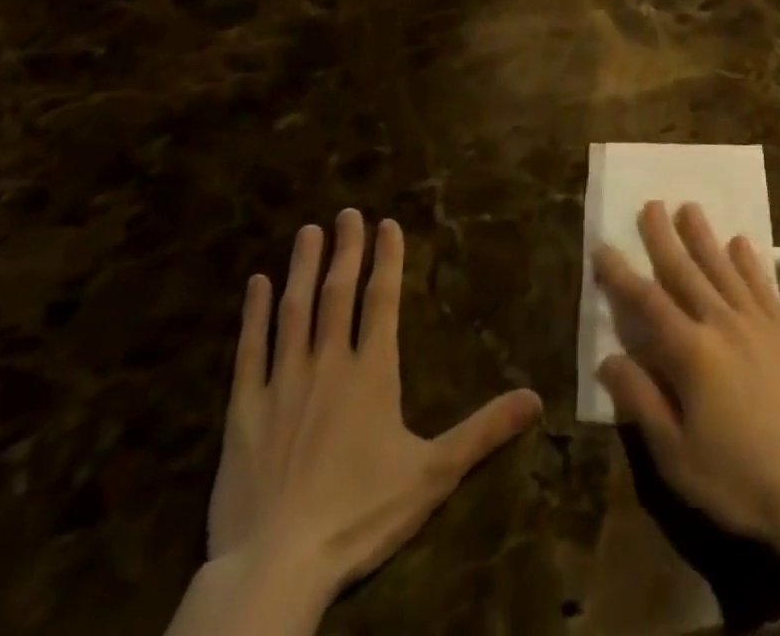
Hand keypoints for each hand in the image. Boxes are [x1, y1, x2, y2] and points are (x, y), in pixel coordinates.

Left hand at [206, 211, 541, 604]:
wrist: (276, 567)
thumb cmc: (360, 515)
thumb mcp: (433, 475)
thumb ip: (483, 431)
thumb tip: (536, 399)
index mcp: (372, 373)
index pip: (382, 300)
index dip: (387, 259)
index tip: (387, 224)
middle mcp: (328, 364)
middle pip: (338, 294)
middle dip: (346, 250)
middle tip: (347, 212)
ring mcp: (281, 384)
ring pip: (294, 311)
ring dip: (302, 268)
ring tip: (308, 232)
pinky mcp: (243, 411)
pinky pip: (249, 351)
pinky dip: (253, 315)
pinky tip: (255, 284)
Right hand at [593, 201, 779, 545]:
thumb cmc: (739, 479)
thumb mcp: (676, 454)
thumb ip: (641, 401)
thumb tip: (607, 360)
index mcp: (692, 352)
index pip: (647, 302)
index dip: (621, 275)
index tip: (603, 247)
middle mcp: (723, 324)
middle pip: (687, 271)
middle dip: (664, 237)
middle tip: (651, 204)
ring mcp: (759, 324)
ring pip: (724, 268)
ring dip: (704, 237)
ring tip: (690, 208)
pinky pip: (763, 285)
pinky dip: (749, 261)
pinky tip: (741, 243)